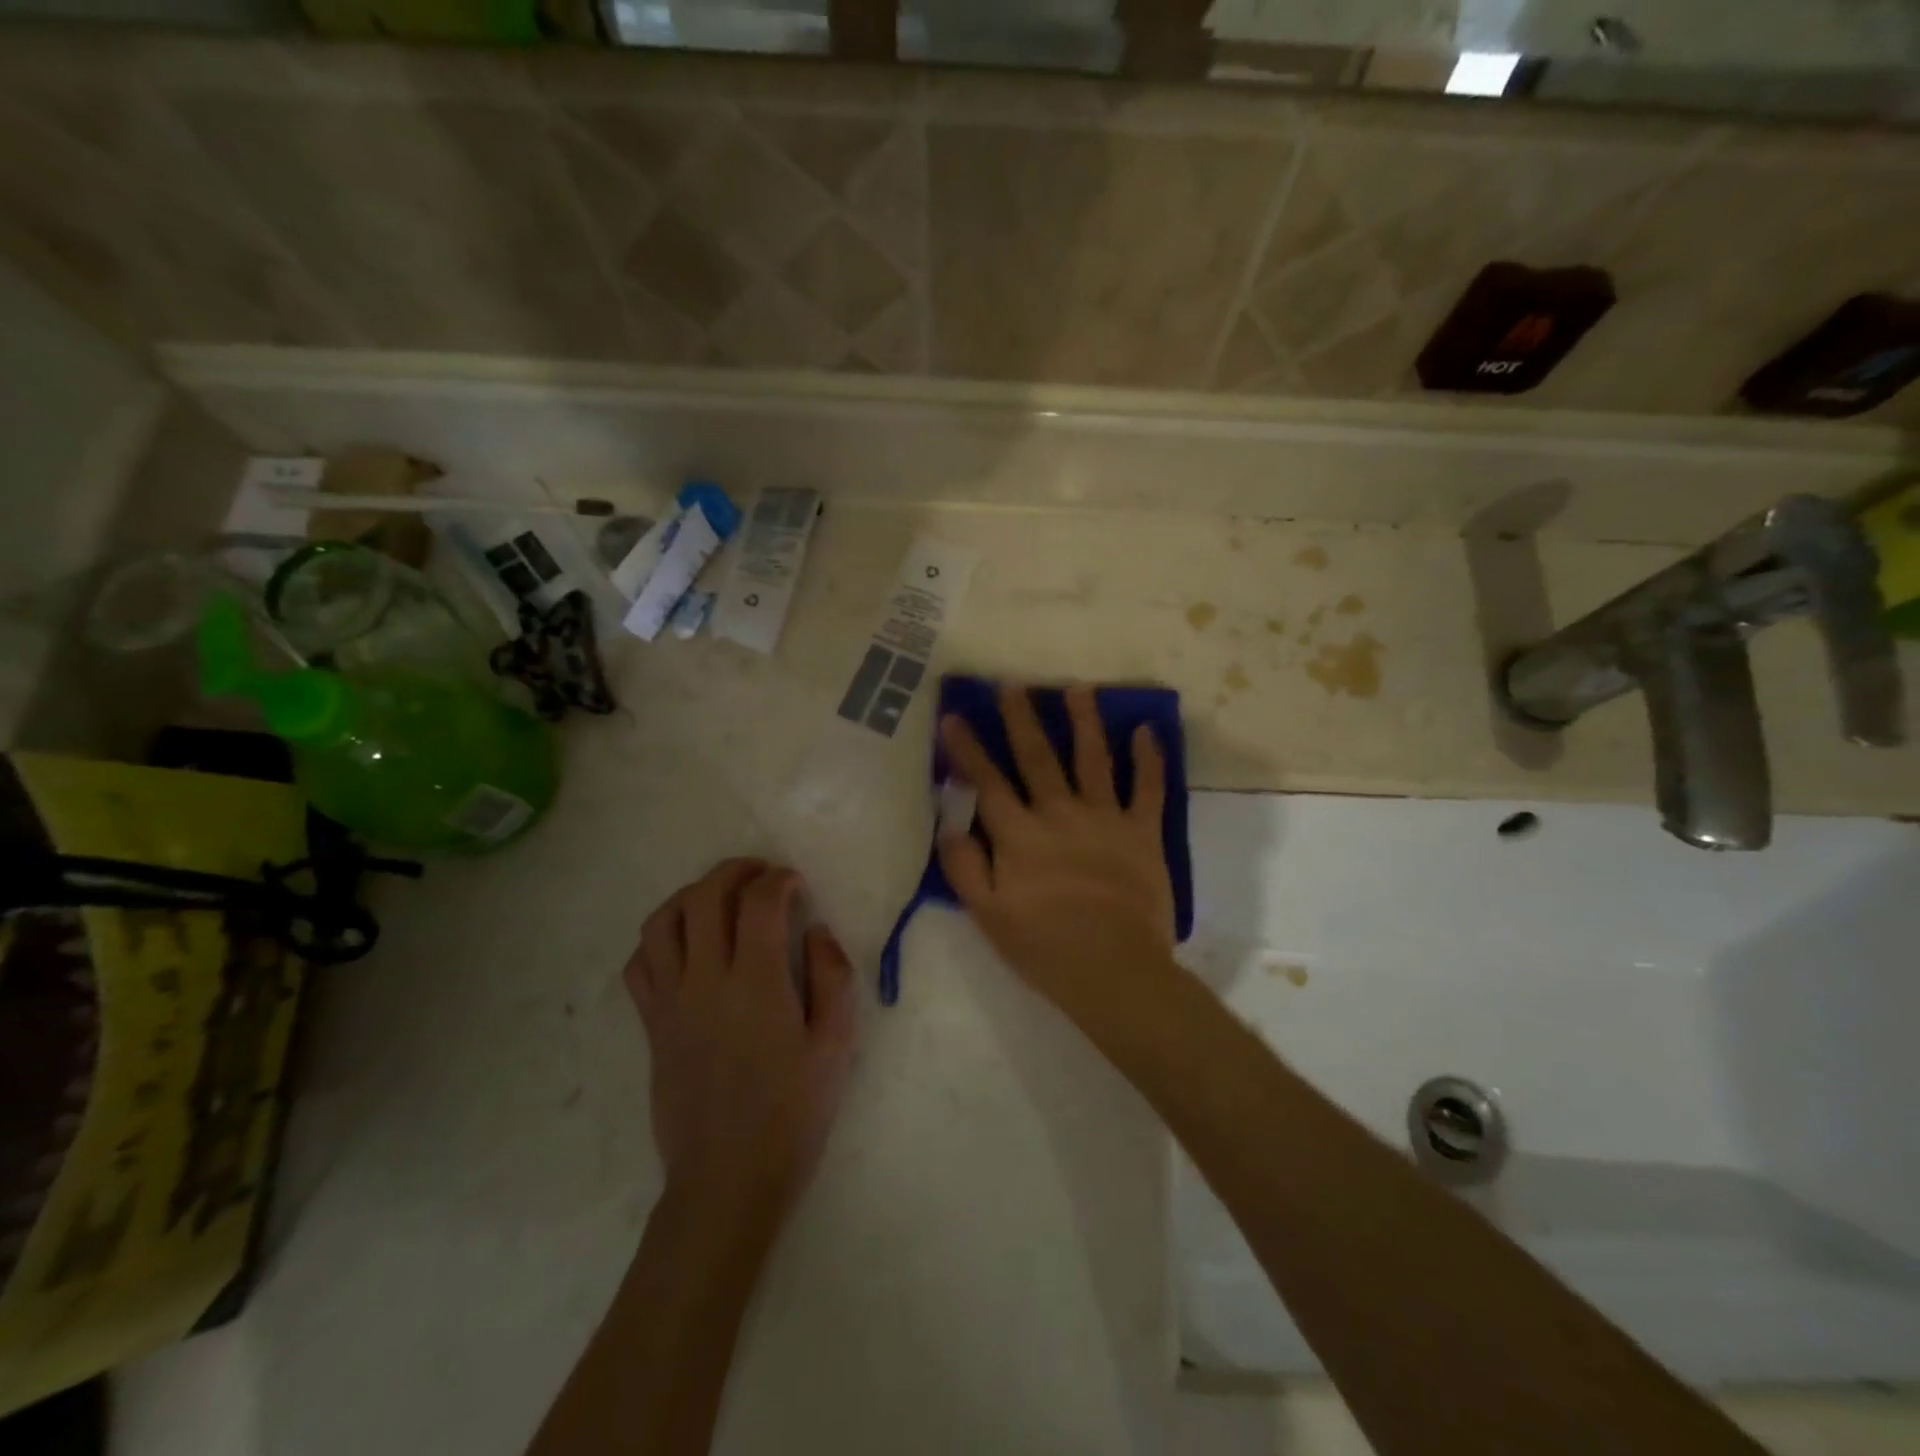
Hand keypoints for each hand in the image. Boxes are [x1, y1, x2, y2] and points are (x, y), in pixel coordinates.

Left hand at [624, 860, 857, 1224]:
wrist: (728, 1180)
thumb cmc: (792, 1114)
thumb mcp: (835, 1046)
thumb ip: (833, 977)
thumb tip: (815, 930)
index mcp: (755, 984)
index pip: (758, 903)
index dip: (778, 880)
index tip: (795, 884)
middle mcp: (705, 982)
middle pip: (704, 897)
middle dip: (734, 871)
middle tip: (760, 874)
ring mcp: (670, 1003)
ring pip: (662, 922)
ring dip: (691, 895)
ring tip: (719, 897)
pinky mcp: (651, 1026)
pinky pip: (640, 964)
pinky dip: (659, 938)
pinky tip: (685, 943)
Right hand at [937, 684, 1177, 1023]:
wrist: (1114, 970)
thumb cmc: (1045, 946)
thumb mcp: (988, 916)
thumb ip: (965, 868)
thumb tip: (950, 825)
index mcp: (1020, 835)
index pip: (988, 782)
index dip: (968, 749)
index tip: (954, 716)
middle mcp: (1060, 814)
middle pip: (1038, 758)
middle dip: (1022, 719)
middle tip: (1014, 686)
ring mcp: (1105, 819)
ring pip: (1092, 759)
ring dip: (1084, 722)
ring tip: (1078, 689)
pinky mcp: (1142, 832)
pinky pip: (1147, 788)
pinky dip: (1148, 759)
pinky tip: (1146, 731)